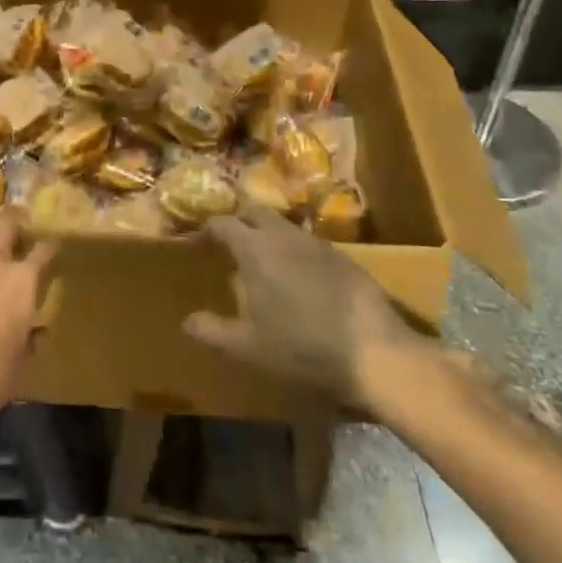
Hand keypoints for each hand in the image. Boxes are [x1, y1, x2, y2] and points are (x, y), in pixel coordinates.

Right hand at [185, 208, 440, 413]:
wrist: (374, 351)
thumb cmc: (302, 346)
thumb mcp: (248, 346)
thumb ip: (212, 331)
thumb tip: (187, 321)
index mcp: (255, 249)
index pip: (222, 223)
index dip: (205, 230)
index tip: (196, 243)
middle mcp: (283, 235)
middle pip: (253, 211)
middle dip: (237, 220)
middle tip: (227, 243)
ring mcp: (316, 243)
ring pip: (283, 224)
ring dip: (267, 233)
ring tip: (261, 259)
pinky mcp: (343, 256)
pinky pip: (307, 242)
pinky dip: (293, 249)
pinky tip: (297, 276)